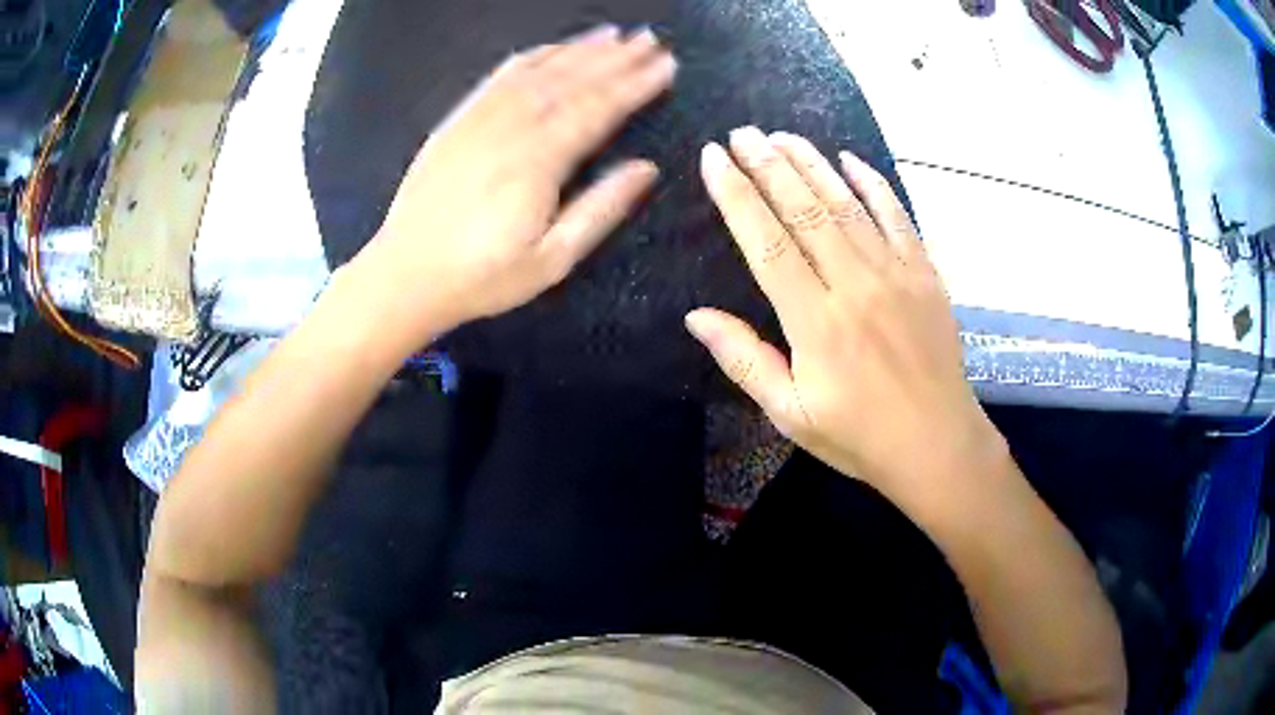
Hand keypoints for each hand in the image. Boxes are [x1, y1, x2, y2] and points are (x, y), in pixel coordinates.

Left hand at [353, 25, 676, 339]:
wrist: (406, 276)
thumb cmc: (483, 276)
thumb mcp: (552, 259)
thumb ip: (600, 209)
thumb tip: (646, 169)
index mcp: (538, 161)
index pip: (598, 109)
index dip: (634, 84)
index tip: (666, 65)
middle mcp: (510, 128)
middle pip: (571, 81)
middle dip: (615, 57)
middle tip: (649, 39)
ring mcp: (478, 120)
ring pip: (536, 72)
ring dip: (576, 49)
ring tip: (610, 34)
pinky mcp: (456, 123)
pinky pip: (496, 79)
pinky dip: (528, 59)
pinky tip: (547, 50)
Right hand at [688, 128, 1002, 506]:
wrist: (938, 445)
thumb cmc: (860, 436)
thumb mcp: (791, 414)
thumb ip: (745, 360)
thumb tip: (696, 316)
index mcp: (815, 322)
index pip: (766, 241)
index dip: (736, 195)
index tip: (714, 158)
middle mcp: (854, 285)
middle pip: (804, 209)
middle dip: (768, 165)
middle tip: (742, 133)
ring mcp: (895, 274)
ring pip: (847, 204)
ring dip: (812, 164)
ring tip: (782, 136)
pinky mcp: (925, 274)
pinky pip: (897, 217)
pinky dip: (874, 184)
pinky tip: (851, 160)